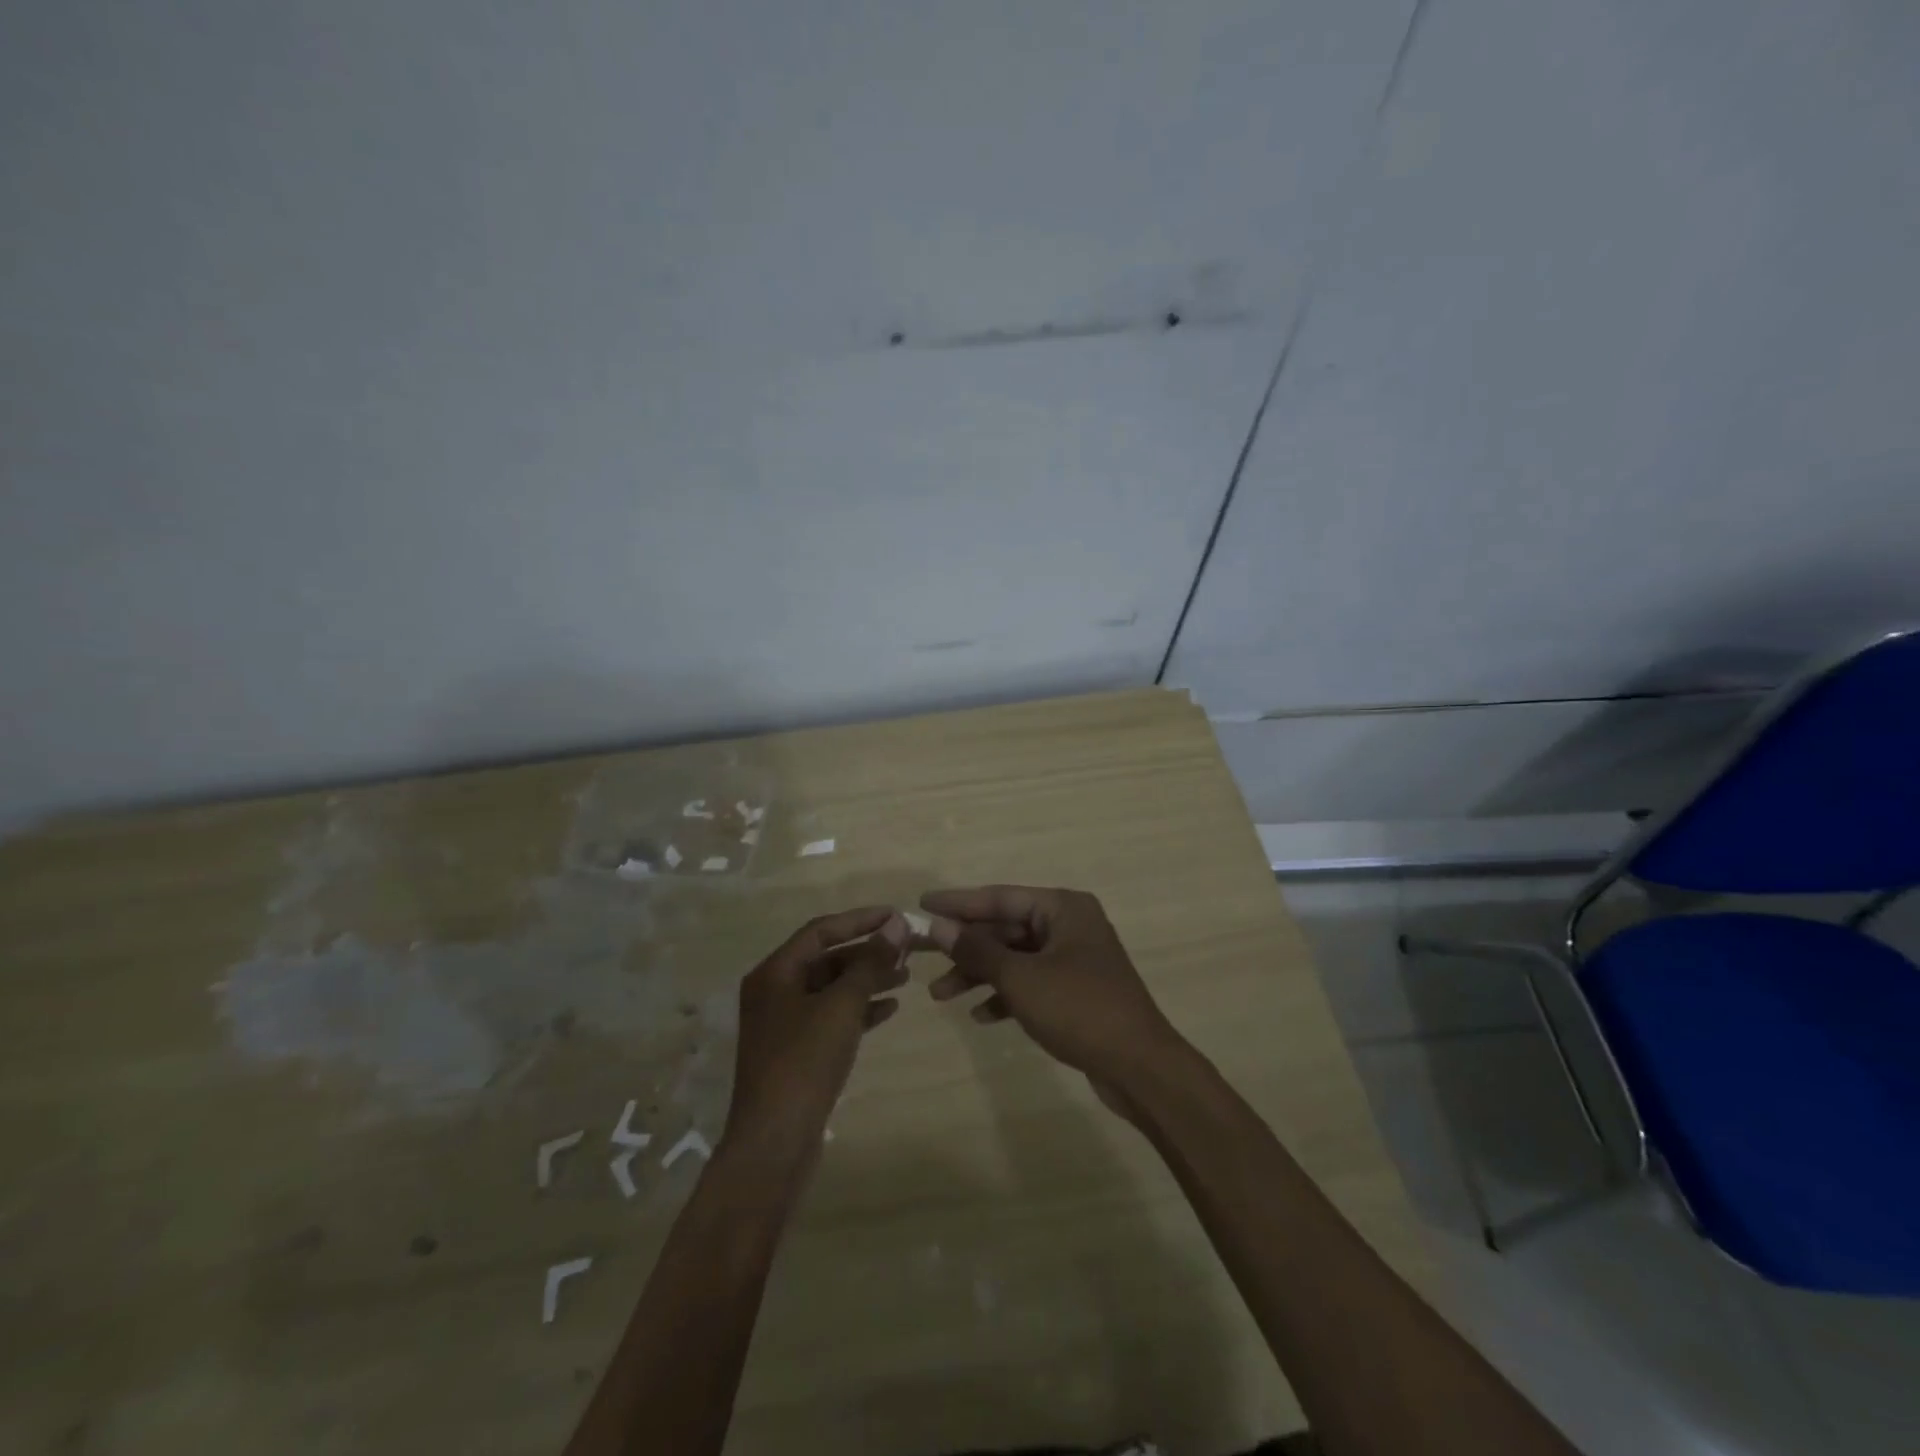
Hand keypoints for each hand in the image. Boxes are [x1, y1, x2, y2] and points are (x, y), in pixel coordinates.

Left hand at [722, 907, 909, 1176]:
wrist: (773, 1144)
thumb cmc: (804, 1063)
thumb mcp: (841, 1006)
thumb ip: (870, 962)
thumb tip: (897, 924)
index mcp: (774, 973)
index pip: (821, 930)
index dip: (860, 920)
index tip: (897, 915)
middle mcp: (775, 992)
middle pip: (827, 959)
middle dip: (867, 952)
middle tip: (907, 948)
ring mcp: (784, 1024)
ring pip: (831, 989)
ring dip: (867, 980)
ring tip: (906, 975)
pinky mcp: (797, 1052)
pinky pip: (832, 1017)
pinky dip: (859, 1009)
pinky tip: (890, 1009)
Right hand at [920, 885, 1184, 1103]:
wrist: (1140, 1066)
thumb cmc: (1079, 1009)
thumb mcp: (1021, 978)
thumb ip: (978, 950)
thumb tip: (939, 926)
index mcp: (1063, 908)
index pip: (1000, 897)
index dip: (958, 903)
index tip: (922, 905)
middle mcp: (1069, 925)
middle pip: (1005, 928)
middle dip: (966, 948)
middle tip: (924, 959)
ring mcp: (1073, 959)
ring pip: (1015, 958)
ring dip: (980, 975)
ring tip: (941, 996)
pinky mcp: (1075, 991)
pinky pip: (1030, 983)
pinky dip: (1006, 995)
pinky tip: (981, 1016)